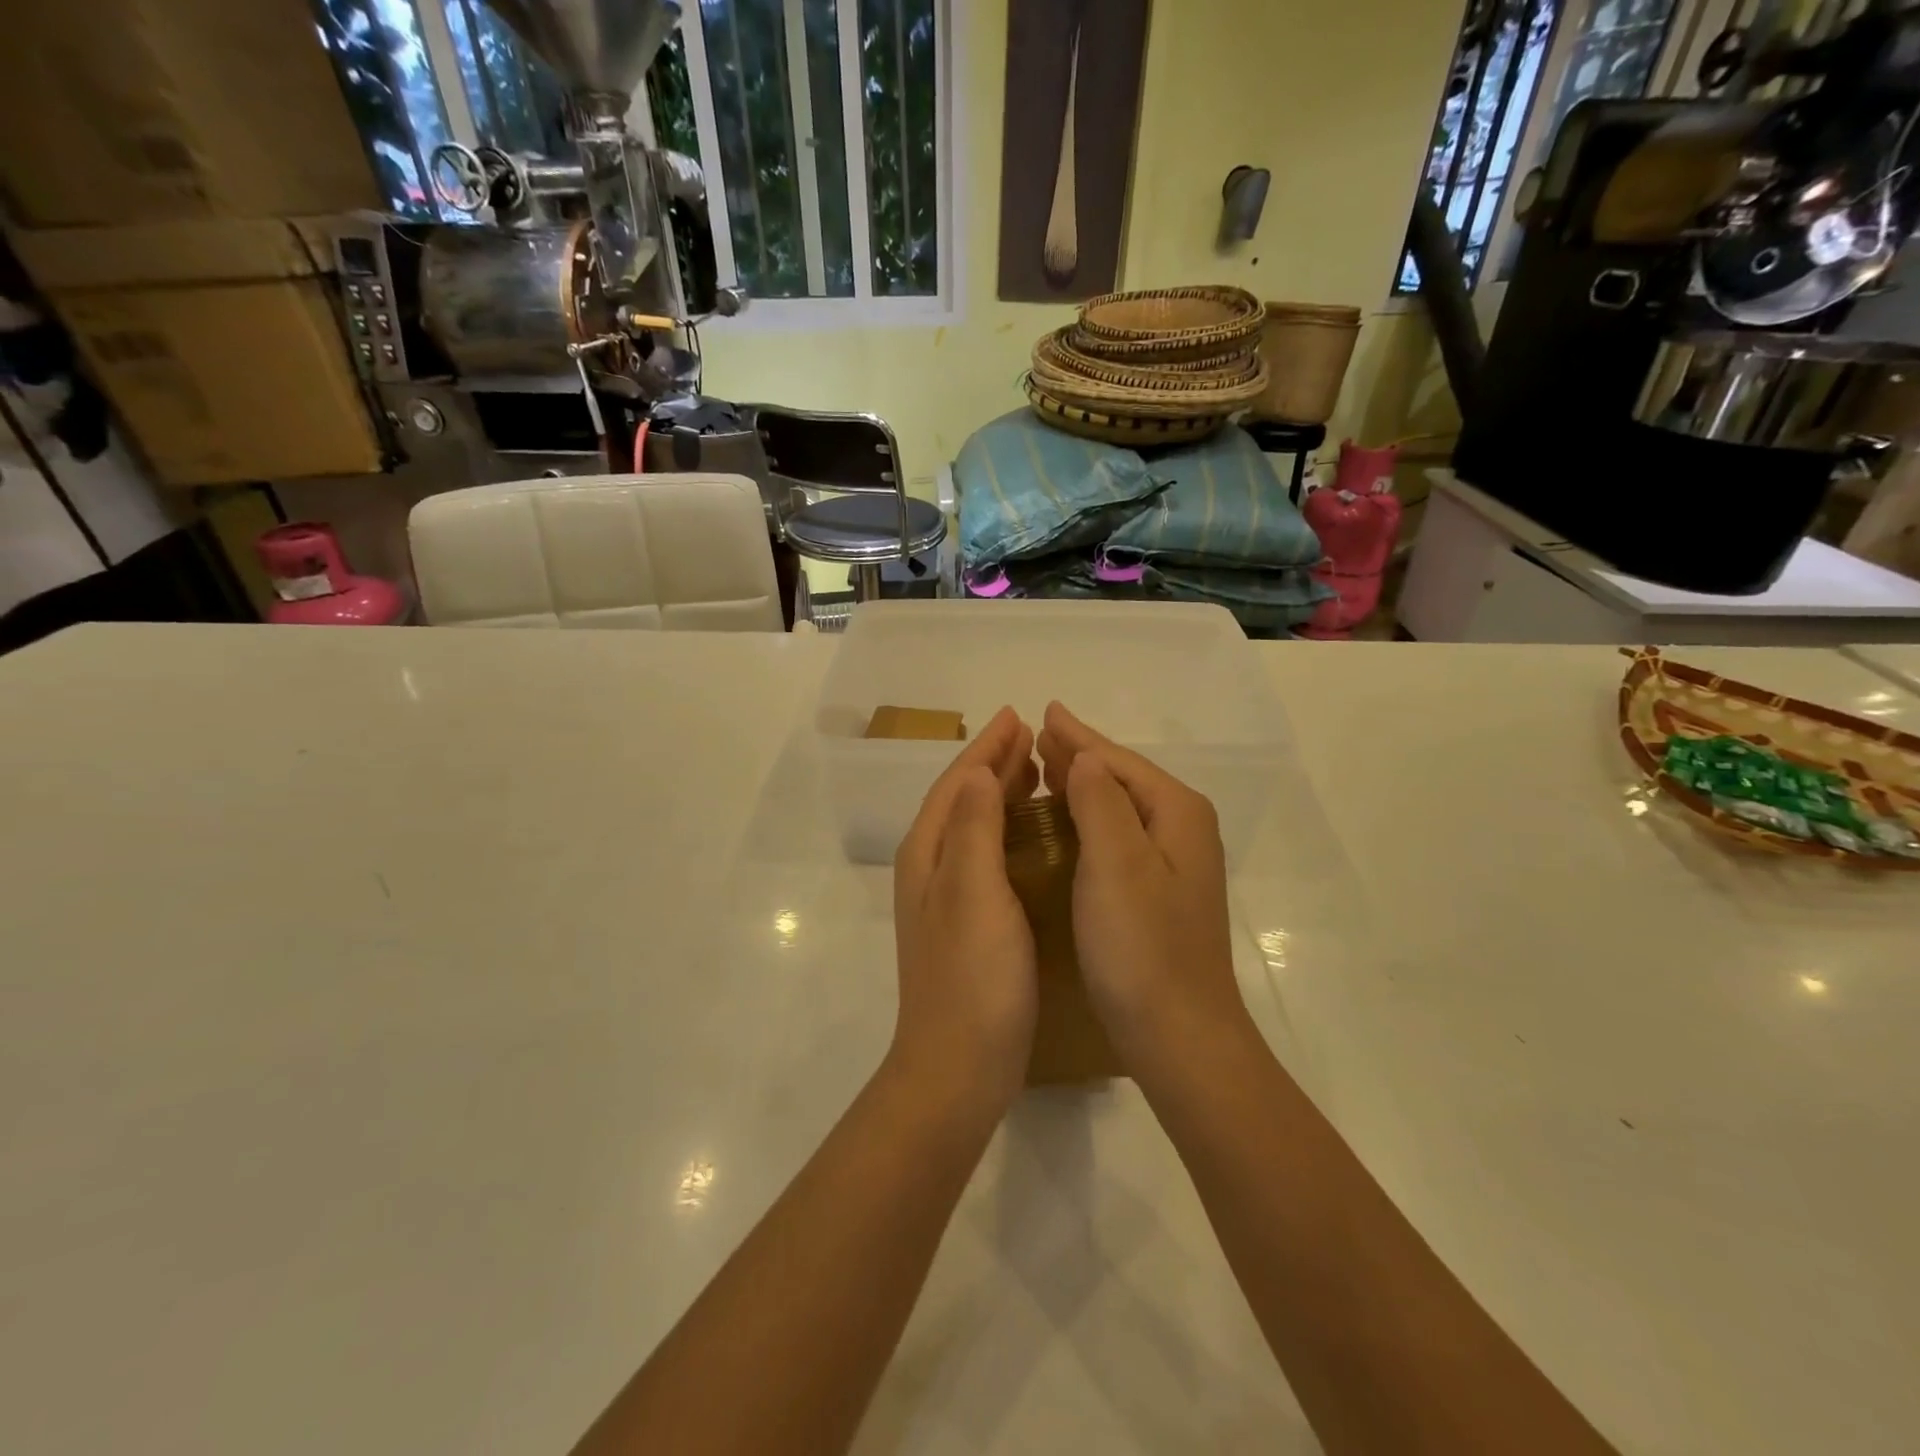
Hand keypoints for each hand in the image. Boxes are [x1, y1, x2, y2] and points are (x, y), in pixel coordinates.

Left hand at [889, 707, 1040, 1115]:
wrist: (958, 1067)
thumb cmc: (972, 977)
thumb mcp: (973, 892)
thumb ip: (973, 827)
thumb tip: (976, 770)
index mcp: (929, 853)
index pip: (957, 782)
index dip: (986, 748)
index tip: (1017, 716)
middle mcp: (932, 868)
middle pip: (962, 799)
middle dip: (994, 763)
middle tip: (1032, 736)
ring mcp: (948, 898)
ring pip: (975, 826)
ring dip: (1001, 793)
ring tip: (1035, 771)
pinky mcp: (969, 923)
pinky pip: (988, 855)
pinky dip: (1008, 831)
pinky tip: (1033, 836)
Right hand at [1036, 703, 1250, 1080]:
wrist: (1179, 1036)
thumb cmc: (1142, 947)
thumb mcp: (1116, 863)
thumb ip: (1100, 800)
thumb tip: (1086, 756)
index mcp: (1176, 813)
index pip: (1118, 760)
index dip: (1077, 736)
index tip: (1043, 711)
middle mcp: (1182, 830)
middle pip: (1123, 778)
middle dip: (1080, 755)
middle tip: (1039, 734)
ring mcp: (1173, 865)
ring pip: (1120, 807)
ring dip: (1083, 785)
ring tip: (1047, 767)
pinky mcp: (1159, 894)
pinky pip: (1117, 837)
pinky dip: (1089, 820)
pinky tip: (1067, 824)